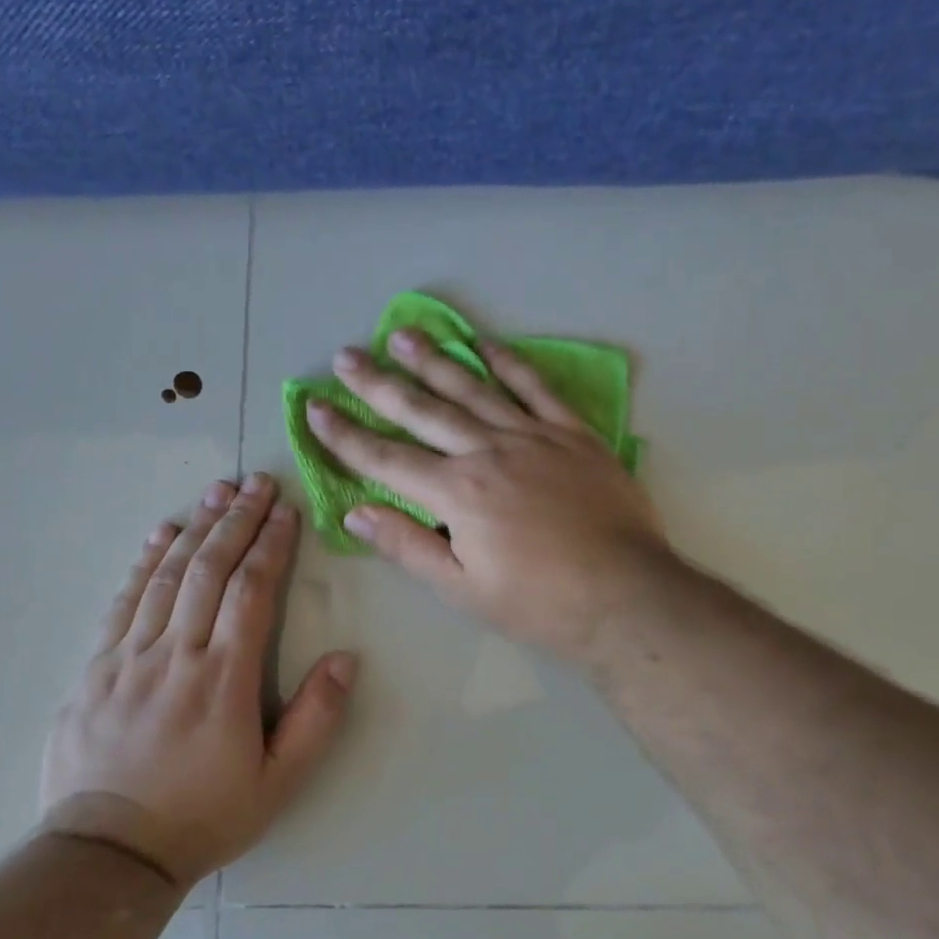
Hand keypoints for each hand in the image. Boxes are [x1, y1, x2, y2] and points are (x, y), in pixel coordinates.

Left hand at [40, 474, 356, 884]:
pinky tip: (161, 534)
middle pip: (210, 570)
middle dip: (237, 521)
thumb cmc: (204, 816)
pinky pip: (124, 601)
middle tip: (257, 482)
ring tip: (217, 491)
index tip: (286, 511)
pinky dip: (145, 562)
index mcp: (225, 679)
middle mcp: (177, 655)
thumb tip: (346, 658)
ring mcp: (130, 657)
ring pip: (167, 576)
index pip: (252, 592)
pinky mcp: (96, 667)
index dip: (271, 546)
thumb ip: (316, 719)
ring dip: (195, 528)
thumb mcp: (278, 782)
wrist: (107, 854)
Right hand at [306, 328, 670, 663]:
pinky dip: (509, 363)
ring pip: (473, 388)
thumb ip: (408, 546)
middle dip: (378, 384)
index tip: (314, 408)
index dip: (344, 435)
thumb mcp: (462, 589)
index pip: (385, 458)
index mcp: (457, 493)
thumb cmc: (538, 602)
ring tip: (402, 335)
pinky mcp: (573, 434)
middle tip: (346, 356)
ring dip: (434, 360)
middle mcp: (488, 451)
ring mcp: (534, 436)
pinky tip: (486, 345)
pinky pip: (536, 388)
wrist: (624, 595)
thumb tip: (355, 512)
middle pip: (422, 411)